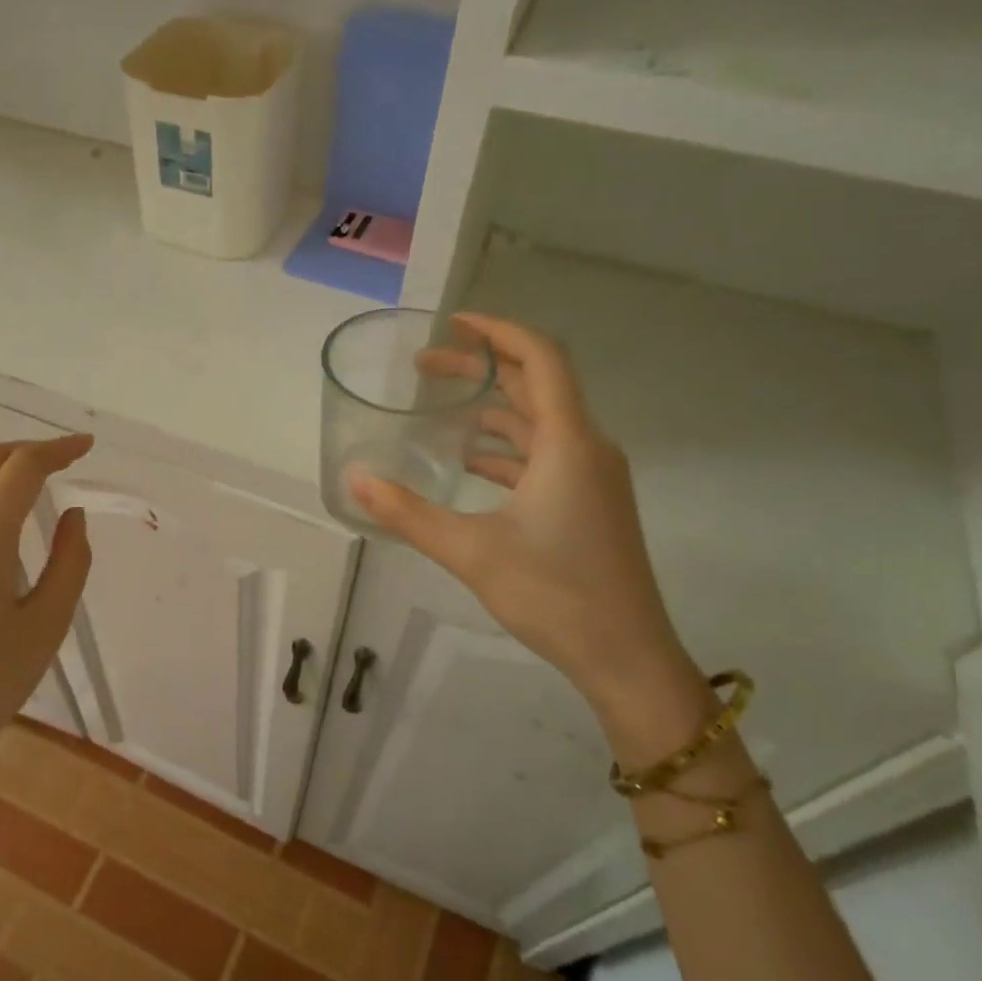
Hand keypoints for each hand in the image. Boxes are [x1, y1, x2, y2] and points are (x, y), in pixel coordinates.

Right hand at [352, 316, 692, 708]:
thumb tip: (354, 480)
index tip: (453, 324)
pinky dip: (507, 448)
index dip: (498, 332)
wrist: (627, 657)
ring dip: (493, 409)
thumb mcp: (471, 551)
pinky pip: (545, 455)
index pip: (540, 358)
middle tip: (426, 368)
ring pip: (540, 422)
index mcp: (568, 443)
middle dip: (482, 369)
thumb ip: (408, 513)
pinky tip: (470, 462)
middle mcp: (586, 447)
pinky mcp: (590, 502)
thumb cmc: (555, 594)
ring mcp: (593, 476)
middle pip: (536, 385)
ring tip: (441, 409)